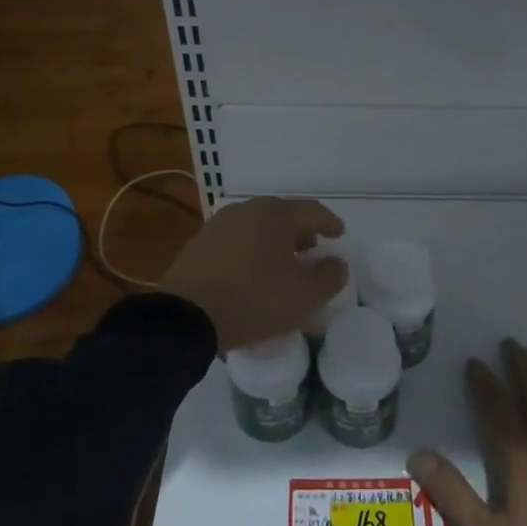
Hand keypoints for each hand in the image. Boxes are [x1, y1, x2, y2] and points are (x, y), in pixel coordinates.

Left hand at [159, 197, 347, 351]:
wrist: (186, 316)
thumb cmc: (254, 300)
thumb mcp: (305, 296)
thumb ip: (330, 276)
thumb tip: (336, 262)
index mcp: (275, 214)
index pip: (311, 210)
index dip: (330, 222)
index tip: (339, 234)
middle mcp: (246, 210)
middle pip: (282, 215)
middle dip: (300, 231)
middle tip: (312, 248)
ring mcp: (219, 225)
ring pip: (257, 227)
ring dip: (274, 242)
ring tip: (282, 263)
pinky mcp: (199, 245)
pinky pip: (236, 242)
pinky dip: (251, 251)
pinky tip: (253, 273)